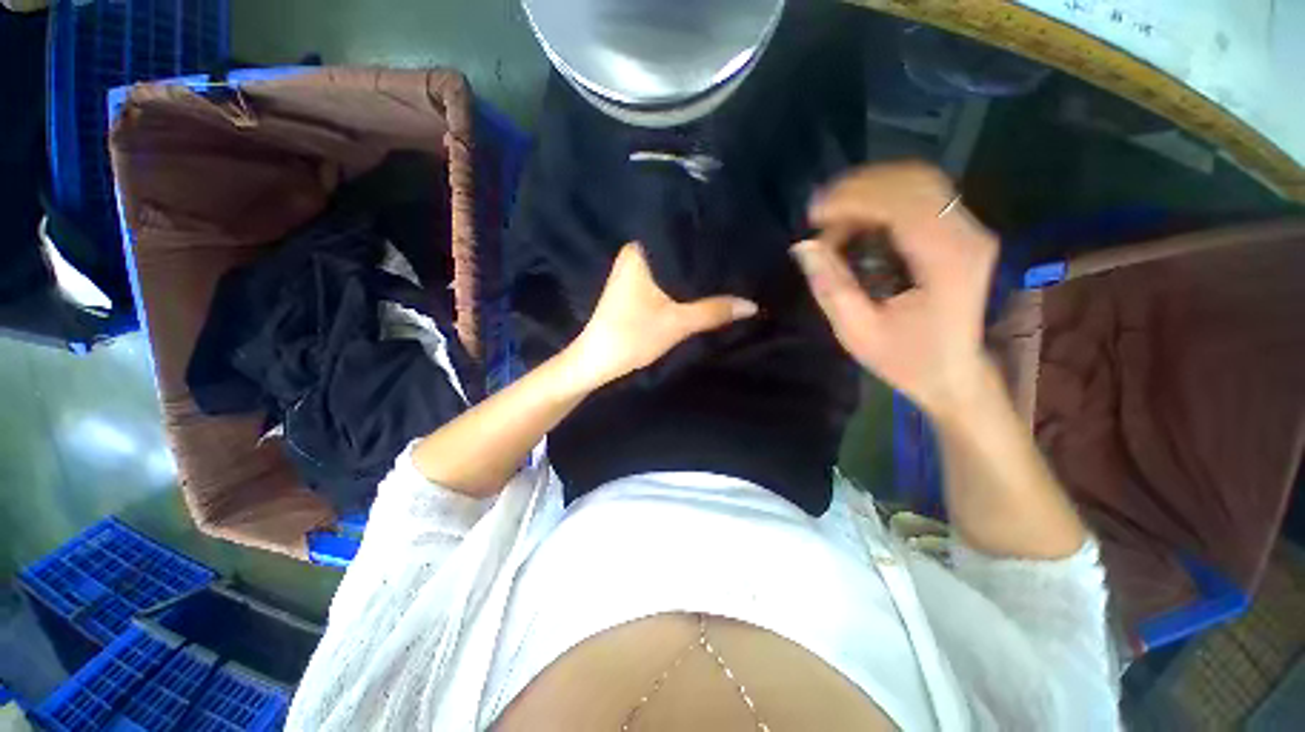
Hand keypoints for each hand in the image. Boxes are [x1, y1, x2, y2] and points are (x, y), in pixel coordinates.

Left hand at [566, 243, 758, 389]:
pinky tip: (703, 289)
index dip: (709, 244)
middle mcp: (635, 255)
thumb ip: (714, 311)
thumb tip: (752, 305)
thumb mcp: (677, 323)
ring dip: (693, 277)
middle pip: (679, 255)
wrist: (597, 362)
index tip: (737, 246)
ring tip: (728, 273)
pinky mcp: (634, 290)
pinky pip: (665, 281)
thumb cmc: (631, 336)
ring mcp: (633, 273)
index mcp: (640, 252)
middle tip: (738, 262)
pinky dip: (681, 287)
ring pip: (673, 270)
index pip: (682, 237)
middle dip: (703, 262)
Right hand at [791, 162, 997, 417]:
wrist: (954, 374)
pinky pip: (923, 196)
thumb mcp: (858, 333)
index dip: (853, 199)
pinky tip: (857, 217)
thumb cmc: (906, 360)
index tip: (813, 214)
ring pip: (920, 181)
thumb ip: (831, 287)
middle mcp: (966, 236)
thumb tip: (803, 247)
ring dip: (871, 189)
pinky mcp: (962, 233)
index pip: (902, 203)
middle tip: (818, 212)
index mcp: (946, 262)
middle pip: (914, 181)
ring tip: (832, 214)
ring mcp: (969, 230)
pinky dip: (884, 198)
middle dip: (859, 188)